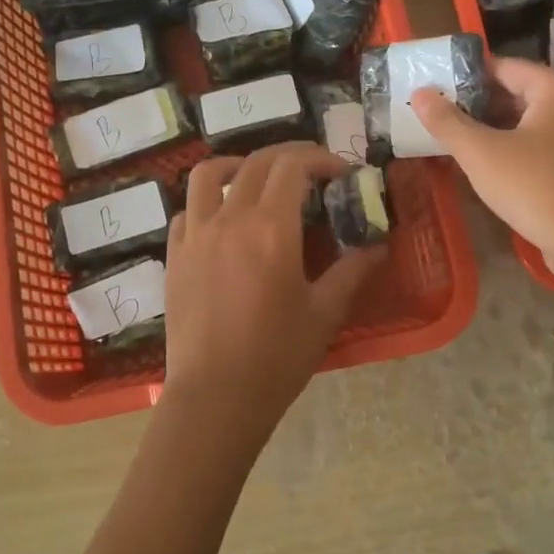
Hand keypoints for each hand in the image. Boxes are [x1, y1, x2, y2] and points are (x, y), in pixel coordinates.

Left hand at [162, 143, 382, 455]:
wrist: (215, 397)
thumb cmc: (276, 357)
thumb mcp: (325, 313)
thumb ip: (352, 270)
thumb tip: (378, 244)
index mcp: (270, 227)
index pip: (293, 166)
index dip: (321, 159)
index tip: (342, 173)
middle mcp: (229, 218)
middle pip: (256, 163)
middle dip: (289, 157)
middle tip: (312, 173)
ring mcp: (195, 234)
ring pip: (208, 175)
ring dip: (238, 165)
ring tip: (257, 178)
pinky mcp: (175, 255)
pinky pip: (186, 209)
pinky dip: (207, 201)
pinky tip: (223, 221)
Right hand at [411, 57, 553, 283]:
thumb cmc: (535, 187)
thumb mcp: (481, 153)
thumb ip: (448, 121)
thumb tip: (420, 93)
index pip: (503, 66)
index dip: (465, 76)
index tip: (433, 89)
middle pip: (516, 92)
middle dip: (477, 104)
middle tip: (438, 116)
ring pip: (528, 120)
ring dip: (493, 128)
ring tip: (455, 139)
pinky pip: (541, 142)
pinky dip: (514, 146)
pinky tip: (487, 164)